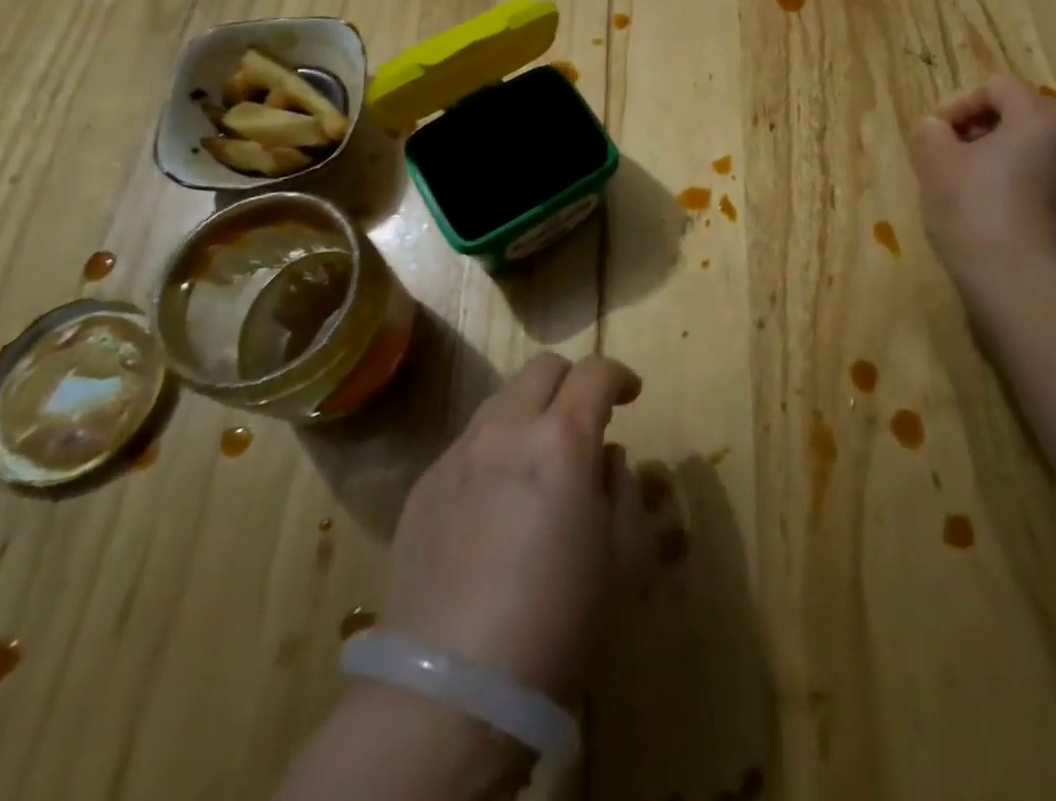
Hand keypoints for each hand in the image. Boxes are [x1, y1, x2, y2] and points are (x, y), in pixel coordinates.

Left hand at [379, 352, 643, 703]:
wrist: (451, 688)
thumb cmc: (556, 620)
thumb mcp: (620, 556)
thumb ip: (620, 487)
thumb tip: (604, 458)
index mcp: (563, 439)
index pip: (596, 372)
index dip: (619, 375)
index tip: (631, 395)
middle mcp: (507, 428)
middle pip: (543, 368)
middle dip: (572, 381)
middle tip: (585, 419)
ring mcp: (459, 453)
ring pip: (501, 400)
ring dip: (530, 412)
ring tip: (537, 461)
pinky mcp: (424, 484)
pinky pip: (468, 444)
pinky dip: (494, 451)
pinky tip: (494, 504)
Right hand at [909, 74, 1055, 285]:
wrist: (1018, 279)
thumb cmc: (975, 208)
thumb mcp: (935, 161)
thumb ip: (930, 132)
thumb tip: (936, 130)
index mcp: (1041, 117)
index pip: (996, 87)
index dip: (958, 104)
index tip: (934, 135)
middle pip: (1014, 113)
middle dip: (973, 128)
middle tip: (943, 154)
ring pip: (1024, 145)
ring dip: (987, 154)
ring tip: (957, 180)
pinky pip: (1034, 173)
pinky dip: (1006, 178)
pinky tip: (980, 205)